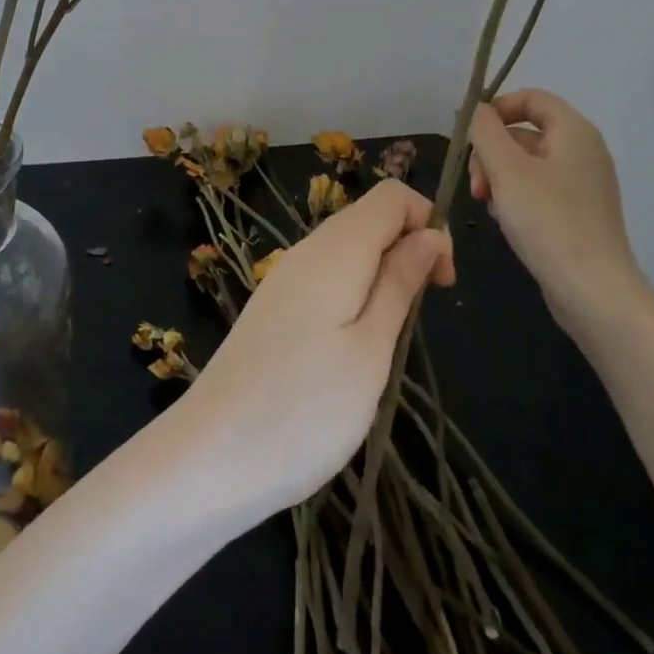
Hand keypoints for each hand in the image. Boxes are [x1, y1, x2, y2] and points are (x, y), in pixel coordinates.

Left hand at [175, 179, 452, 516]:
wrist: (210, 456)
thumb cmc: (305, 408)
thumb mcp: (370, 349)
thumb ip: (400, 283)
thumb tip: (430, 234)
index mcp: (335, 250)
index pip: (391, 196)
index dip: (428, 223)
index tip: (442, 282)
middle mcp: (307, 250)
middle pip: (369, 218)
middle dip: (409, 249)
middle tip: (419, 316)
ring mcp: (284, 278)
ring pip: (348, 249)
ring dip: (383, 275)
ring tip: (388, 340)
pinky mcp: (273, 307)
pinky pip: (326, 276)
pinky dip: (354, 293)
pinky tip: (352, 346)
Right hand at [467, 88, 643, 337]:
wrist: (593, 292)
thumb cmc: (548, 221)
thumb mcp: (506, 170)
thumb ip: (485, 131)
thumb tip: (476, 109)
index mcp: (574, 131)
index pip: (531, 98)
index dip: (497, 108)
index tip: (470, 135)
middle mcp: (583, 151)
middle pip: (525, 132)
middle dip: (491, 152)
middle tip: (476, 183)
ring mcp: (582, 184)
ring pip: (526, 163)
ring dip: (498, 177)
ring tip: (486, 204)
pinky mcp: (577, 213)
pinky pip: (537, 189)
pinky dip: (515, 197)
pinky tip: (503, 220)